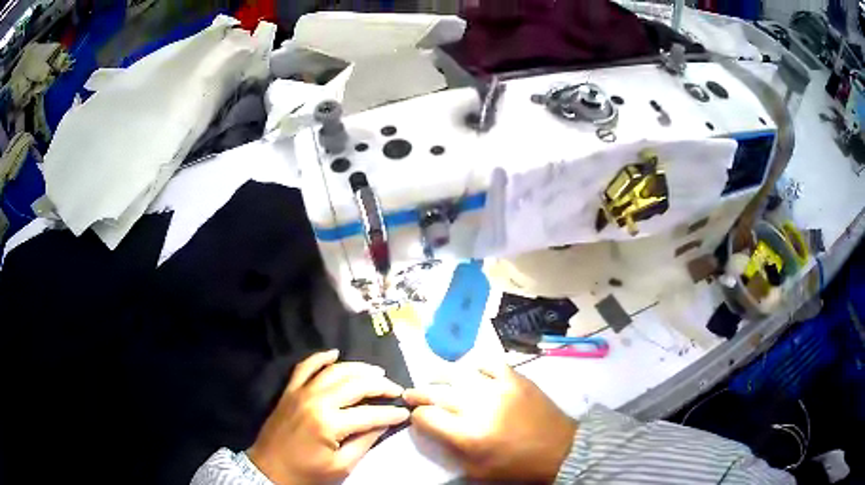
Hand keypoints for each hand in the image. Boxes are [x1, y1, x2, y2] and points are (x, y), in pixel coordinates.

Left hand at [248, 350, 409, 483]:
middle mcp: (316, 400)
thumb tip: (384, 424)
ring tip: (377, 372)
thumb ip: (364, 443)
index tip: (406, 413)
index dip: (391, 413)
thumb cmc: (306, 474)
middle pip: (355, 384)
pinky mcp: (290, 391)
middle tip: (396, 390)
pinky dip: (320, 357)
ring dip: (358, 368)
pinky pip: (305, 367)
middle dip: (380, 385)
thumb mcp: (341, 467)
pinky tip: (335, 353)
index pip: (370, 414)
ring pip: (334, 370)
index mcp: (329, 423)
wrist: (269, 470)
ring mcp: (300, 392)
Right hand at [404, 364, 577, 482]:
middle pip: (436, 393)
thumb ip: (449, 449)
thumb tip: (430, 429)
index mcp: (468, 435)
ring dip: (441, 378)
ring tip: (435, 381)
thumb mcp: (477, 470)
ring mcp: (499, 388)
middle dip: (419, 394)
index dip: (416, 417)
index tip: (415, 417)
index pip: (427, 417)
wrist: (560, 450)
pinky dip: (476, 368)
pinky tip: (472, 375)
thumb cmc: (516, 467)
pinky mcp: (516, 378)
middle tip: (411, 394)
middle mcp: (479, 407)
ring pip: (458, 374)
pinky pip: (489, 364)